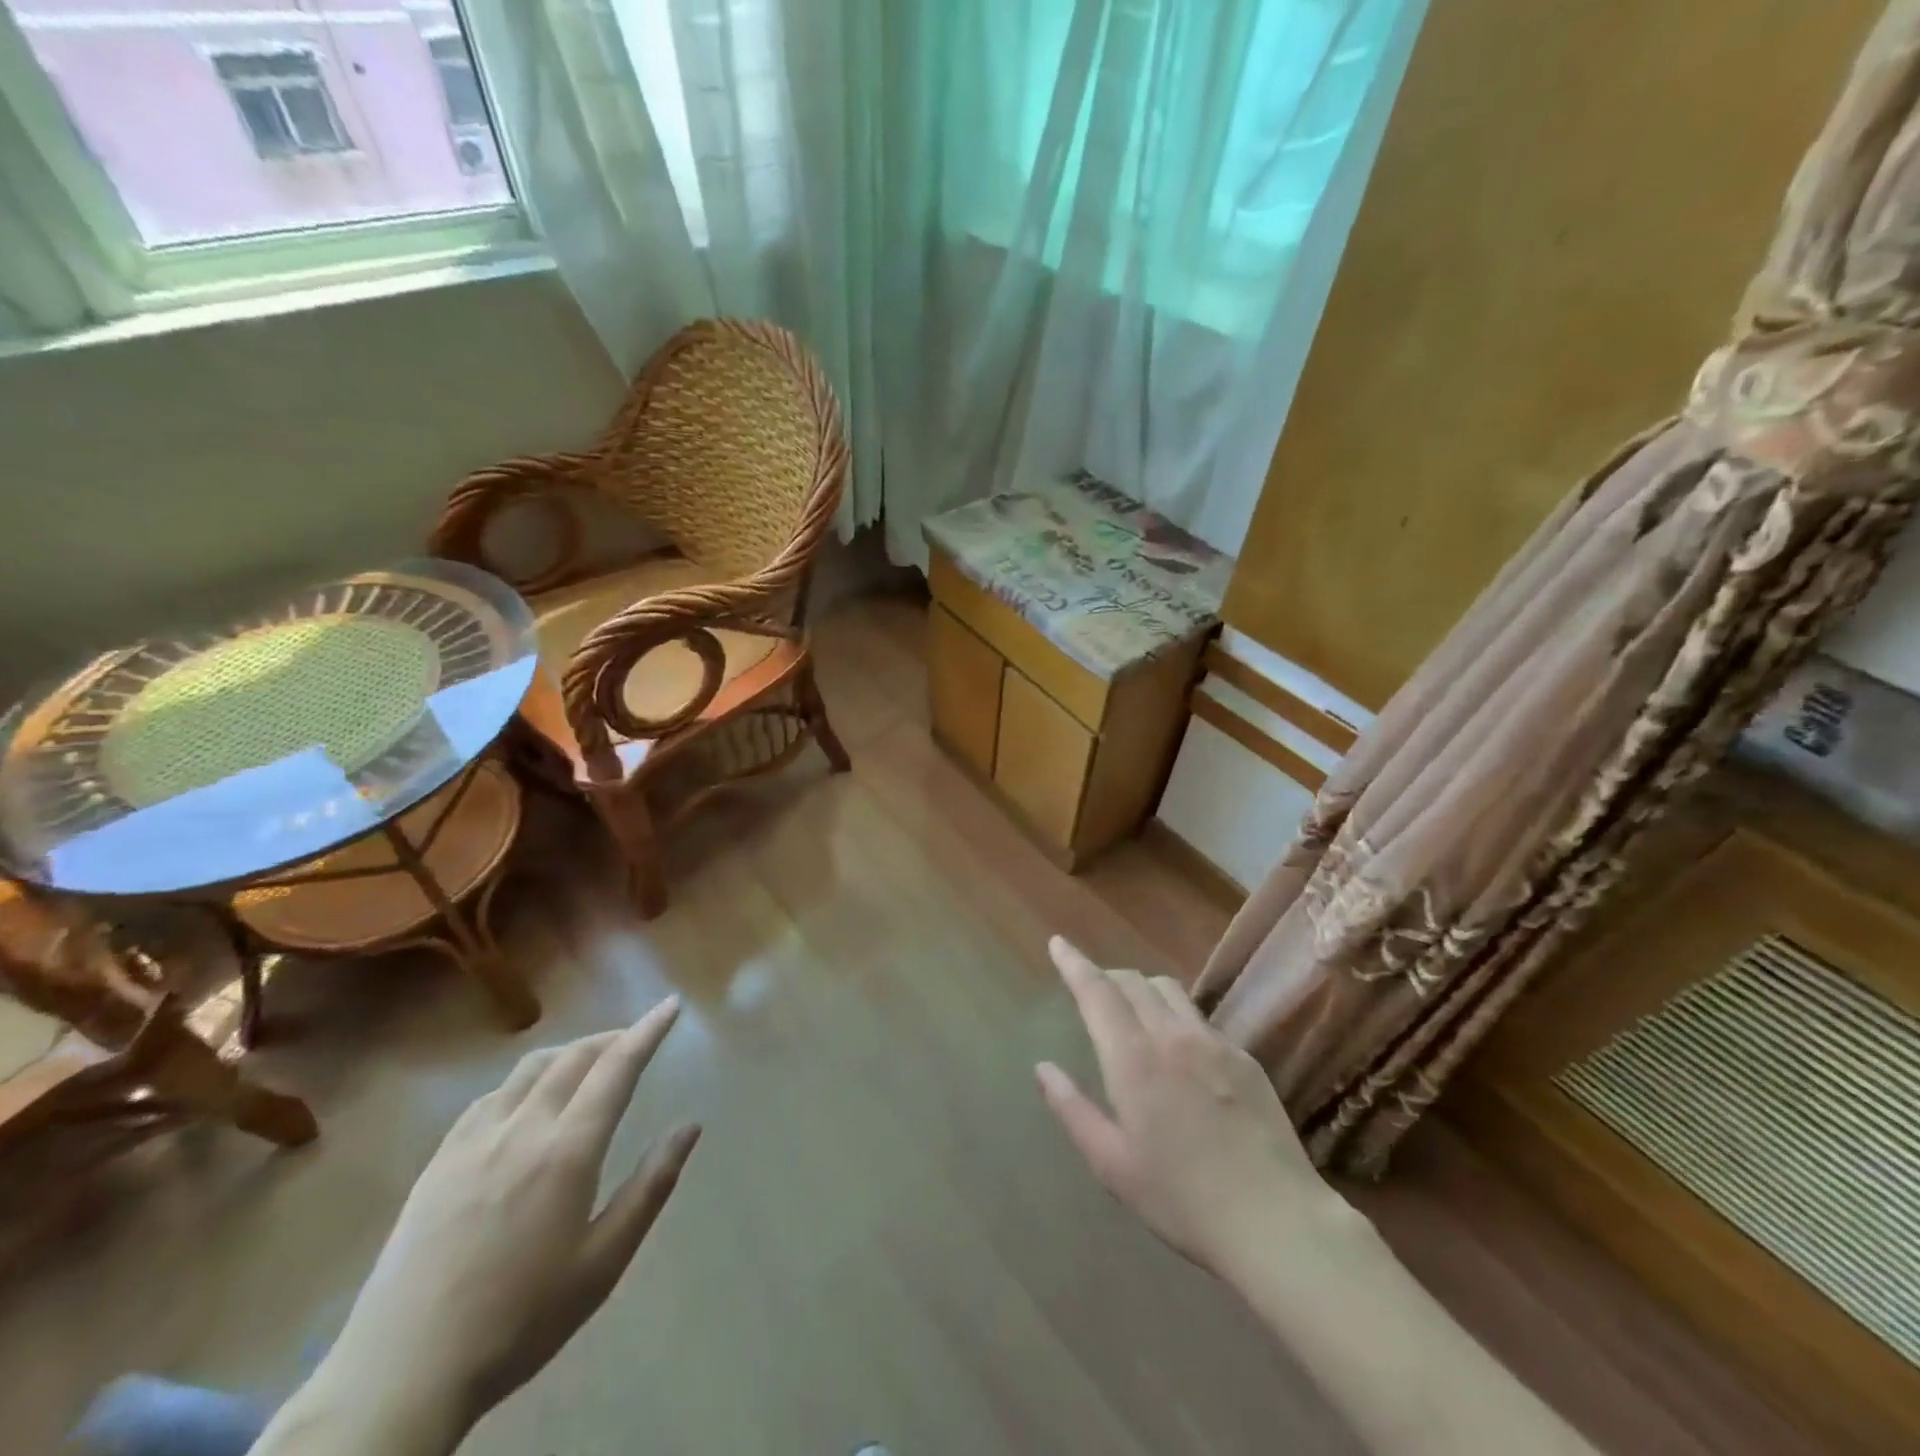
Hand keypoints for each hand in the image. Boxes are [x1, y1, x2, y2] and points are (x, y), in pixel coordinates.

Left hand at [324, 1000, 699, 1430]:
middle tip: (636, 1039)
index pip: (617, 1068)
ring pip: (530, 1068)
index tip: (670, 1006)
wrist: (401, 1375)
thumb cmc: (520, 1319)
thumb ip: (651, 1187)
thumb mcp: (603, 1263)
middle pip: (574, 1057)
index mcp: (567, 1151)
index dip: (647, 1031)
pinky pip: (490, 1097)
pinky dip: (524, 1079)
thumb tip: (690, 1127)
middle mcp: (522, 1129)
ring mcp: (474, 1141)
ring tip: (589, 1062)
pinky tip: (526, 1099)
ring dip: (569, 1052)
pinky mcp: (439, 1161)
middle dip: (612, 1038)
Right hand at [1036, 938, 1342, 1275]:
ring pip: (1169, 990)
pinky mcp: (1244, 1057)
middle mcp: (1172, 1035)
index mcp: (1133, 1058)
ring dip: (1142, 988)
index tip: (1058, 943)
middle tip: (1091, 989)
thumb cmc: (1182, 1199)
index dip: (1074, 963)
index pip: (1096, 992)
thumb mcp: (1112, 1165)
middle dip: (1106, 976)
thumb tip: (1043, 1068)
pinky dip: (1176, 1015)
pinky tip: (1180, 1050)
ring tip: (1133, 1010)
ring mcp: (1214, 1042)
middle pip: (1133, 981)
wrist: (1276, 1221)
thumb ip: (1072, 1110)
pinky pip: (1200, 1018)